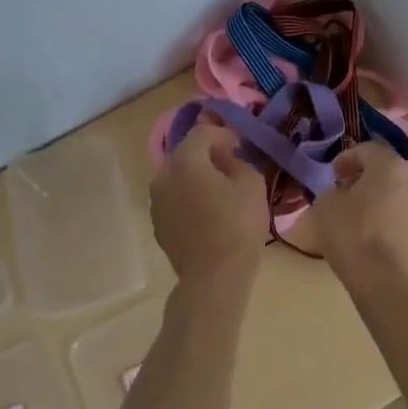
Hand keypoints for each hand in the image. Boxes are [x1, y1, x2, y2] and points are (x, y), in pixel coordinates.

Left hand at [151, 117, 267, 279]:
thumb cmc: (237, 225)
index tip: (239, 145)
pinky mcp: (157, 223)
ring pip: (178, 178)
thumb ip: (238, 161)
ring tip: (218, 192)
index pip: (203, 132)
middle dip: (207, 155)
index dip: (223, 134)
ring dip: (196, 178)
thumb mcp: (252, 184)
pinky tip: (206, 214)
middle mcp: (163, 175)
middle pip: (186, 154)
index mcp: (185, 161)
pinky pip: (174, 200)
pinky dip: (188, 198)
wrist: (213, 276)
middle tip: (230, 166)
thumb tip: (226, 158)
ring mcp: (156, 201)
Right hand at [309, 140, 407, 279]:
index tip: (333, 174)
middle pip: (387, 171)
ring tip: (359, 216)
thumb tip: (340, 194)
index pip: (368, 149)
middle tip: (346, 192)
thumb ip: (331, 192)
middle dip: (366, 178)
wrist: (387, 280)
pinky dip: (390, 219)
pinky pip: (405, 217)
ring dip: (380, 199)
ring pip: (398, 194)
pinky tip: (373, 236)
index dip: (347, 158)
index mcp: (389, 166)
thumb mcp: (325, 206)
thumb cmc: (353, 234)